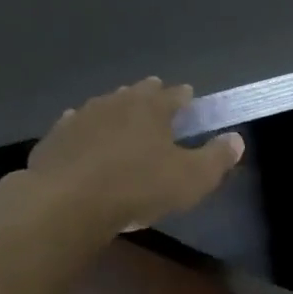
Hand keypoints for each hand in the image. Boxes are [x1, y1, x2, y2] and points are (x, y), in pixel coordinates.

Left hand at [8, 78, 243, 233]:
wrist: (68, 200)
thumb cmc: (139, 187)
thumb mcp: (192, 179)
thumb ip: (217, 158)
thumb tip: (236, 138)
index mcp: (151, 108)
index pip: (173, 95)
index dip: (184, 96)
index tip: (189, 96)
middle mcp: (116, 103)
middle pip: (136, 93)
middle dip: (149, 94)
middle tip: (156, 97)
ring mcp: (81, 117)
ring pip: (105, 106)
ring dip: (116, 110)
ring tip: (122, 118)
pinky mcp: (56, 138)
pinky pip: (77, 127)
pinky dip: (87, 130)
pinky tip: (86, 138)